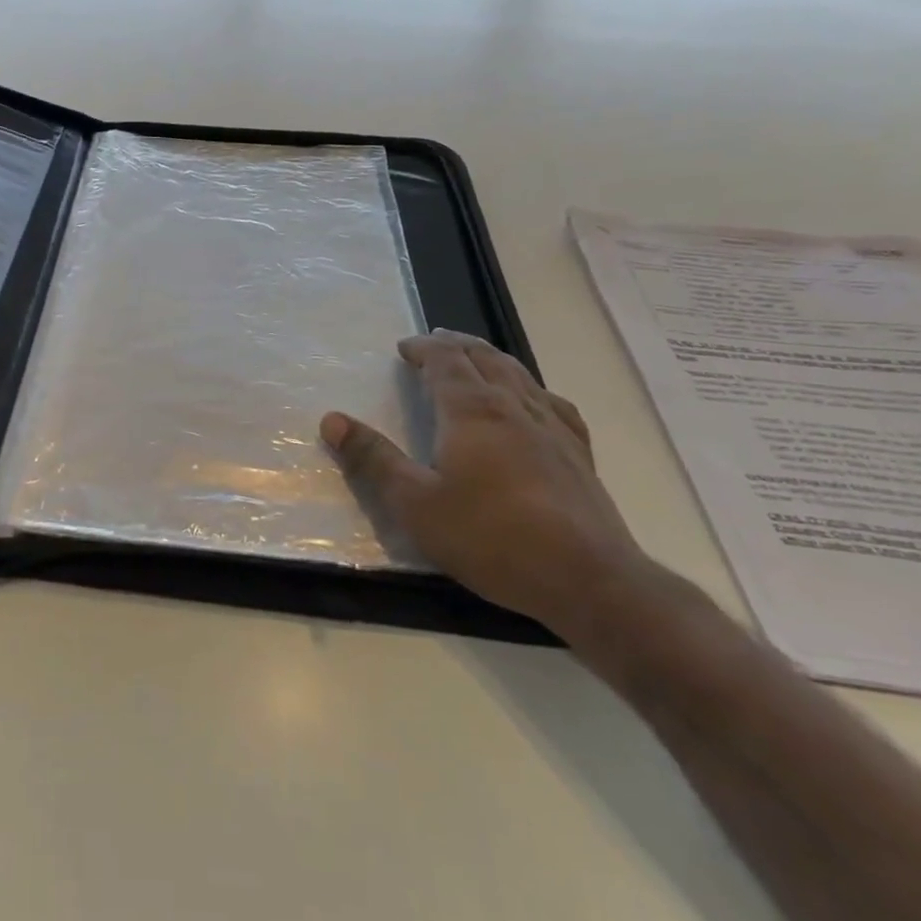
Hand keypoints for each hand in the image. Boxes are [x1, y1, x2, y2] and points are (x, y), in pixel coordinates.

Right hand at [321, 331, 646, 637]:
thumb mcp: (415, 504)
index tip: (404, 347)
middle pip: (484, 358)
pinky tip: (534, 399)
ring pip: (519, 374)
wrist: (588, 580)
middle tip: (436, 341)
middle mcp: (514, 406)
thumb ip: (373, 459)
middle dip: (456, 345)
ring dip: (492, 358)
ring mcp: (553, 427)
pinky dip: (531, 387)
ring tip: (477, 356)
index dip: (424, 348)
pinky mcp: (578, 453)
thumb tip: (332, 419)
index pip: (446, 361)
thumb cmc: (491, 537)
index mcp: (472, 411)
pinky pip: (551, 402)